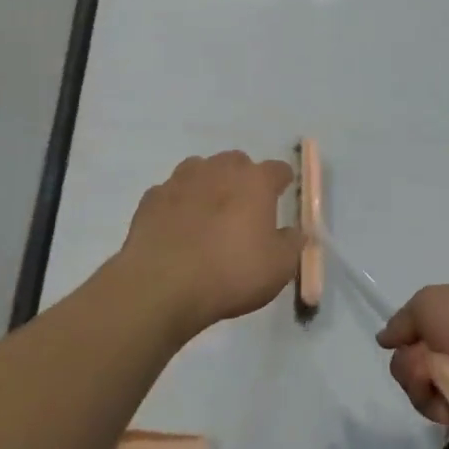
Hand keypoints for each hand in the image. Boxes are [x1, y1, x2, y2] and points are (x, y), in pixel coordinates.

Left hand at [116, 152, 303, 334]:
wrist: (162, 286)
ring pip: (200, 170)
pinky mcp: (151, 198)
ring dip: (208, 185)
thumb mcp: (278, 268)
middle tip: (244, 209)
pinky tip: (177, 228)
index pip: (278, 169)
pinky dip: (177, 204)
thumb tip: (297, 232)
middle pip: (236, 162)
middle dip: (243, 179)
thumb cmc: (231, 273)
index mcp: (255, 181)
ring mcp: (181, 181)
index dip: (282, 182)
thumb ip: (292, 244)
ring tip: (208, 215)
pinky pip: (170, 193)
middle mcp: (219, 170)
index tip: (283, 196)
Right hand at [376, 281, 448, 423]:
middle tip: (424, 362)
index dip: (404, 334)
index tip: (397, 341)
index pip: (416, 325)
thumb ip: (402, 320)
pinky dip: (436, 402)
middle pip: (408, 358)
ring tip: (439, 380)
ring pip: (414, 384)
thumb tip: (385, 338)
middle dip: (408, 362)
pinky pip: (432, 407)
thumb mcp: (429, 301)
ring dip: (419, 381)